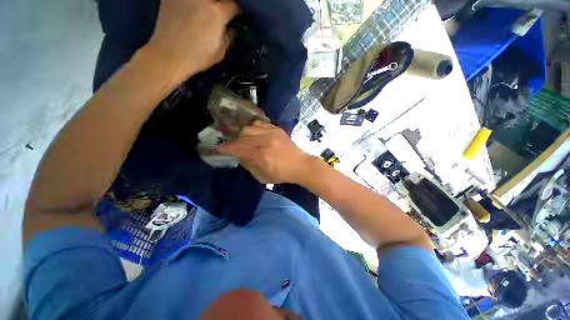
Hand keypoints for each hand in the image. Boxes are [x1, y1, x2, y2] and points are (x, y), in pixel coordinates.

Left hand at [145, 0, 237, 80]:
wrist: (170, 55)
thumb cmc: (198, 57)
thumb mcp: (220, 52)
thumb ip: (228, 37)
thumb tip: (229, 28)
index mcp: (217, 14)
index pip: (232, 5)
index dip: (234, 11)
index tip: (232, 16)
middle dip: (219, 5)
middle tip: (217, 13)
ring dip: (204, 4)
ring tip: (202, 11)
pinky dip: (188, 3)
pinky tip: (188, 10)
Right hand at [217, 121, 315, 183]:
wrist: (300, 165)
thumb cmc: (281, 174)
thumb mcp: (262, 176)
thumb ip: (249, 165)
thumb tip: (239, 156)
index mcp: (260, 155)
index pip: (237, 148)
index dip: (225, 148)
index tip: (219, 149)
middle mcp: (264, 141)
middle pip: (242, 135)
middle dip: (234, 140)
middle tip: (233, 145)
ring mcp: (271, 133)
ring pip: (250, 127)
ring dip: (243, 133)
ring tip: (243, 138)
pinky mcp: (277, 129)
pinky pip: (261, 123)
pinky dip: (253, 126)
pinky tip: (253, 131)